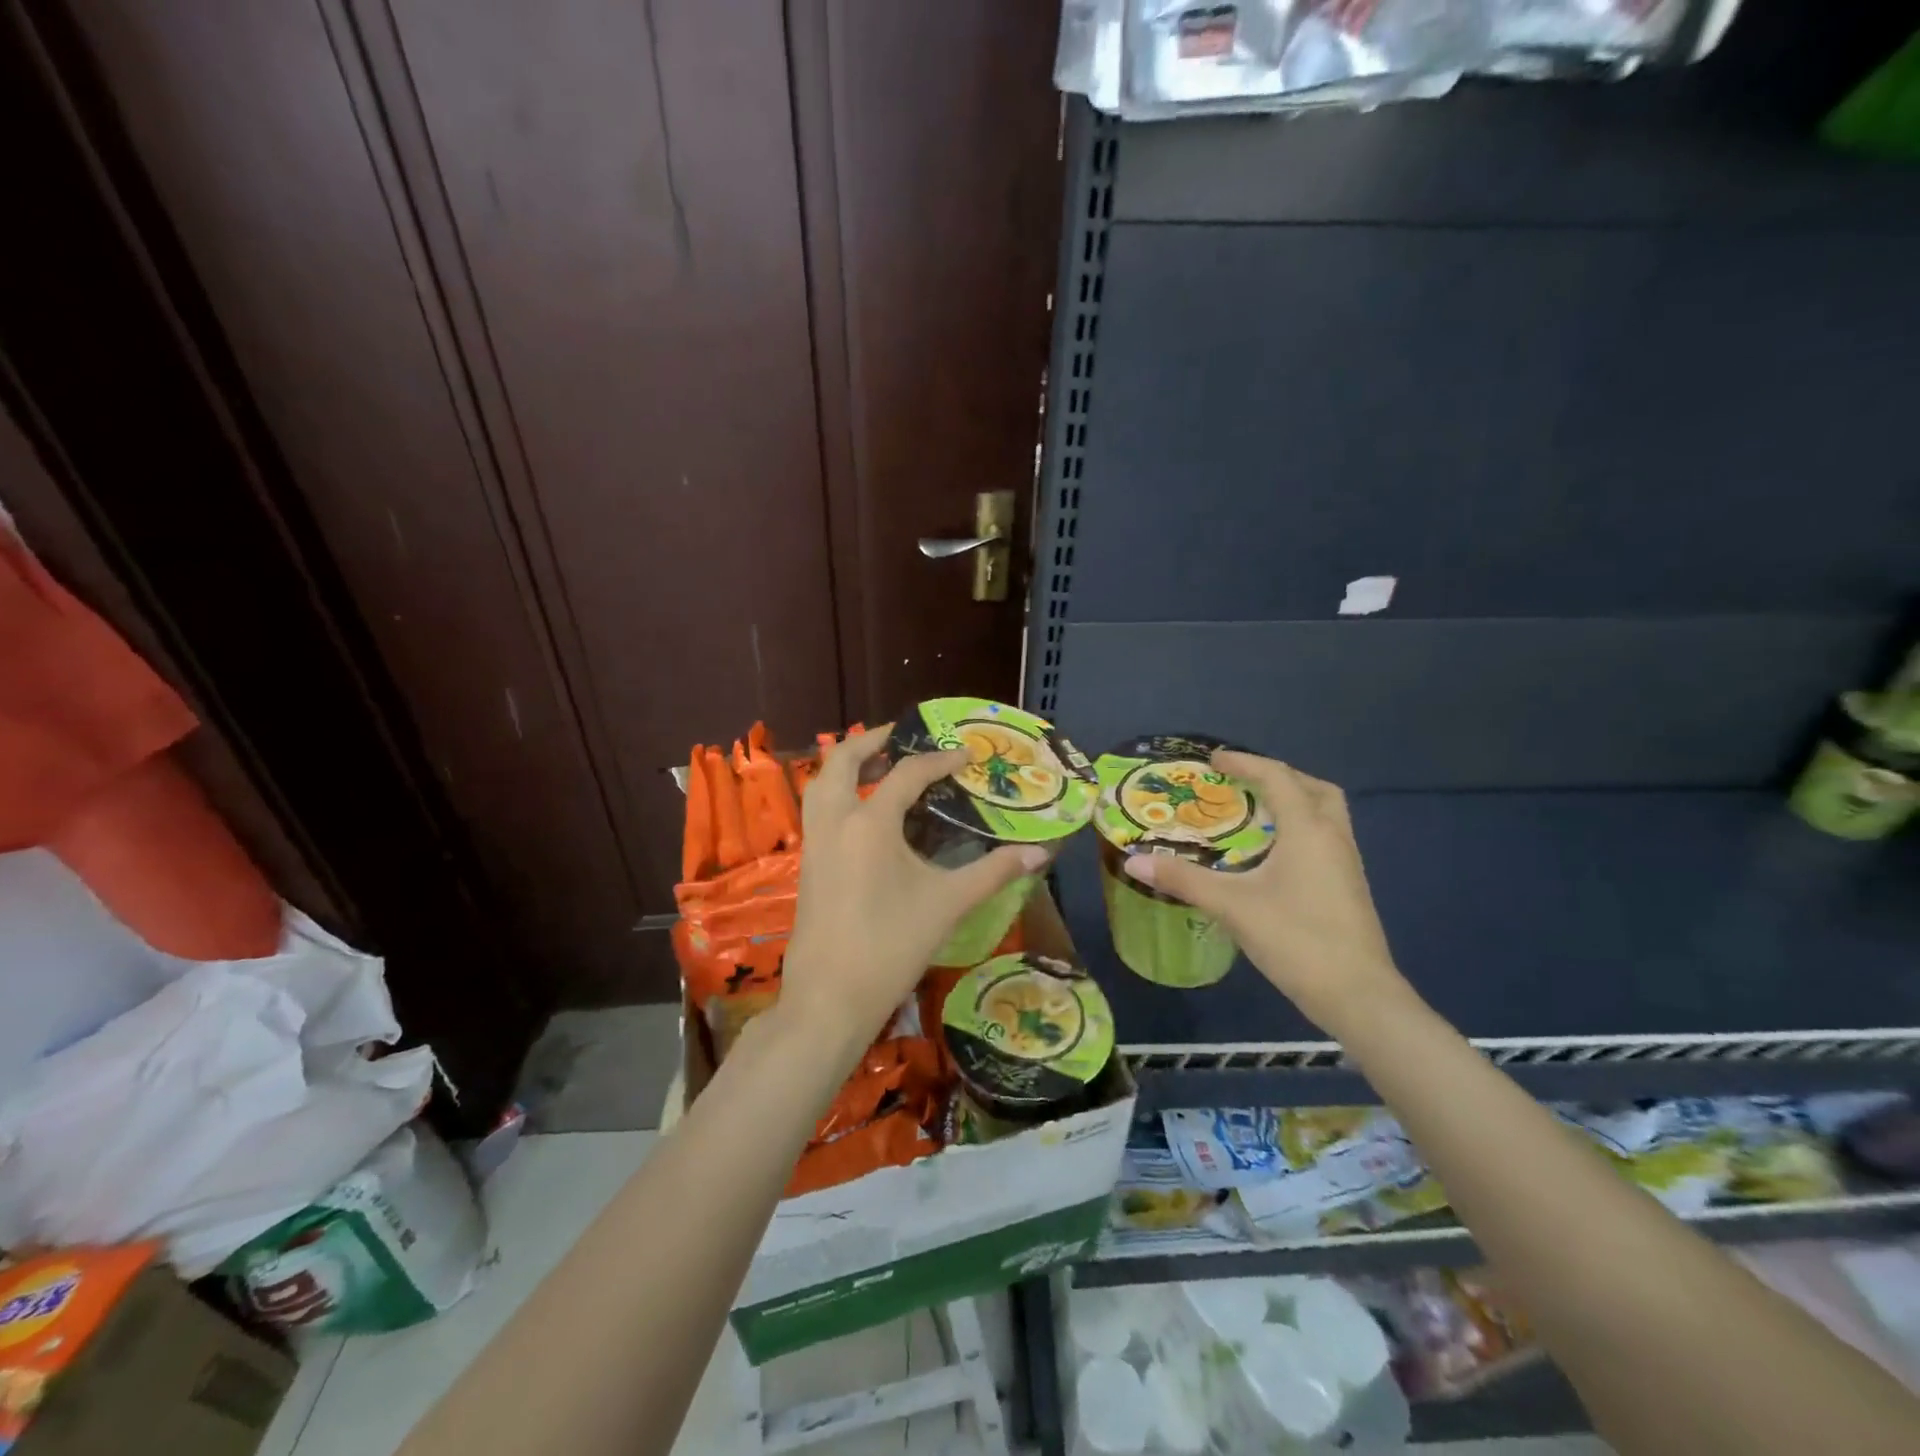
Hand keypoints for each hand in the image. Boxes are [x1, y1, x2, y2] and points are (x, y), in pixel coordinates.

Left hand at [780, 726, 1047, 1055]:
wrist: (829, 998)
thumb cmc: (891, 946)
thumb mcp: (948, 904)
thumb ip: (994, 872)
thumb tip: (1041, 852)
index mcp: (869, 822)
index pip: (907, 773)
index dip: (939, 760)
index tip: (966, 756)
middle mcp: (835, 820)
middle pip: (842, 758)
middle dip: (872, 740)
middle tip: (903, 736)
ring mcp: (814, 841)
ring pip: (821, 781)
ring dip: (847, 764)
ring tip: (880, 765)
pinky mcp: (807, 863)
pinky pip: (818, 808)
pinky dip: (838, 791)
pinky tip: (864, 812)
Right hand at [1121, 752, 1410, 1035]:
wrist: (1357, 995)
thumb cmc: (1295, 938)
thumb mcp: (1231, 905)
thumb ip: (1183, 879)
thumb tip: (1134, 861)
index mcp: (1307, 829)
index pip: (1277, 777)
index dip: (1245, 763)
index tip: (1214, 759)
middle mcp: (1333, 837)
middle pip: (1314, 788)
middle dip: (1279, 777)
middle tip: (1244, 784)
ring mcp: (1347, 863)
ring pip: (1325, 814)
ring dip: (1294, 802)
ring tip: (1255, 815)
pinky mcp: (1349, 887)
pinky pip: (1325, 838)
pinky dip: (1300, 830)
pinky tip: (1274, 855)